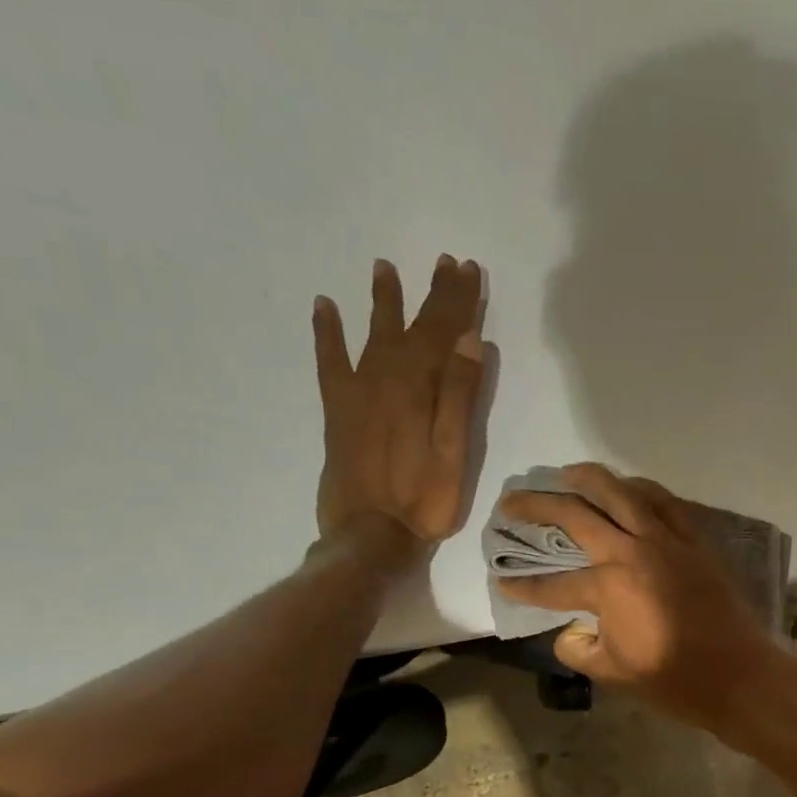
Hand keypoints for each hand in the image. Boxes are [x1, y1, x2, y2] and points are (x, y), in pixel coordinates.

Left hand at [312, 255, 485, 551]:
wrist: (370, 534)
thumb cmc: (425, 499)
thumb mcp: (456, 452)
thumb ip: (461, 396)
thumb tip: (471, 341)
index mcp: (419, 388)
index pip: (444, 333)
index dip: (458, 301)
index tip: (469, 270)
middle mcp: (386, 378)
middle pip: (412, 327)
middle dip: (432, 295)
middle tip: (446, 263)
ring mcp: (358, 392)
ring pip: (374, 335)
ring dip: (384, 302)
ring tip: (385, 269)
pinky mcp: (338, 410)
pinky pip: (329, 360)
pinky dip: (327, 333)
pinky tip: (325, 307)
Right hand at [495, 464, 794, 734]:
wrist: (737, 676)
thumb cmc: (673, 680)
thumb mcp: (613, 673)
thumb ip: (579, 648)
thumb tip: (570, 630)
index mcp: (607, 587)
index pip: (553, 585)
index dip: (524, 586)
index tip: (502, 581)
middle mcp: (632, 552)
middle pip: (576, 515)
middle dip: (537, 506)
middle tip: (512, 501)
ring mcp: (667, 541)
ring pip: (622, 493)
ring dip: (589, 479)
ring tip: (567, 474)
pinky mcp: (695, 542)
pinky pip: (666, 503)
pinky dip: (642, 490)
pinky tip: (629, 488)